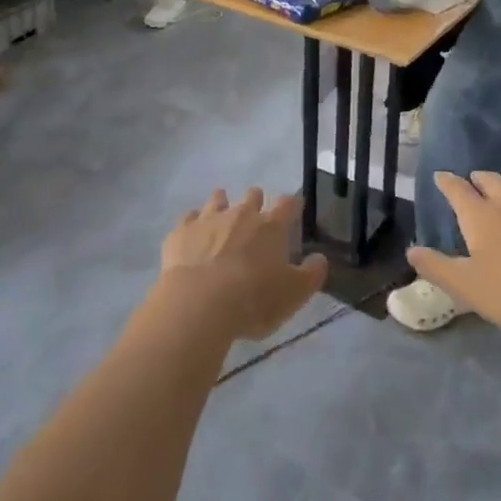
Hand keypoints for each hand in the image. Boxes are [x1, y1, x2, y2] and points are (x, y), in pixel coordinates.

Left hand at [158, 188, 326, 341]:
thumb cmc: (253, 300)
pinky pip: (188, 218)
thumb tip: (320, 258)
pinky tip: (192, 233)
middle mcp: (241, 214)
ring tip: (222, 214)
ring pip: (218, 200)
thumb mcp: (294, 295)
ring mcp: (208, 220)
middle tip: (256, 215)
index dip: (292, 204)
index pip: (288, 204)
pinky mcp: (181, 232)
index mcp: (271, 227)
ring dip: (222, 204)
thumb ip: (311, 275)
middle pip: (252, 196)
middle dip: (256, 201)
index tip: (294, 208)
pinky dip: (192, 223)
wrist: (199, 304)